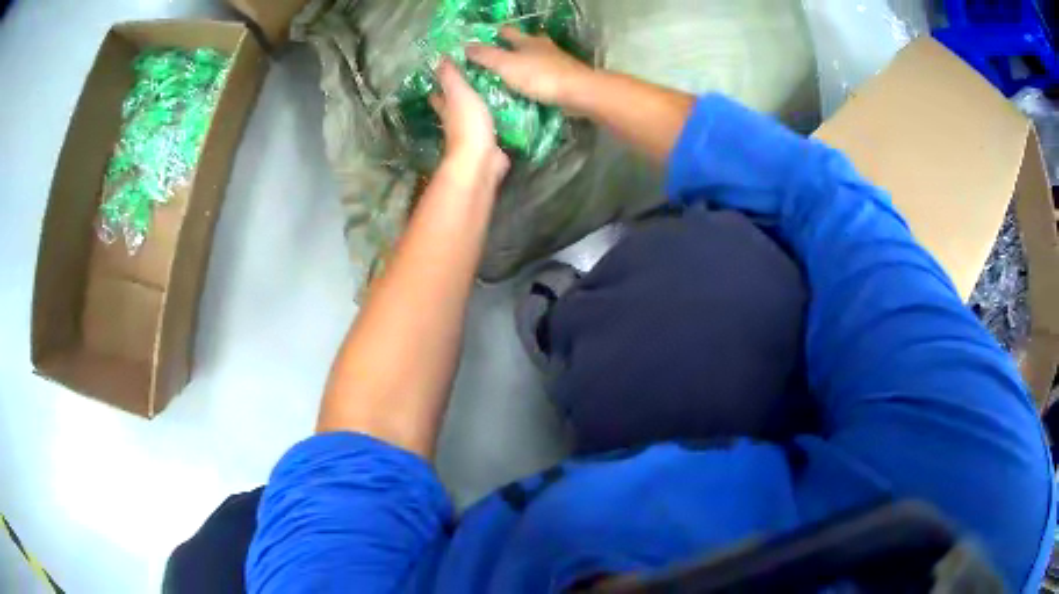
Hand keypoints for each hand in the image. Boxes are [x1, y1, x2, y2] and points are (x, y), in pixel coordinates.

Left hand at [430, 59, 509, 187]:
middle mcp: (455, 123)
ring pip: (473, 118)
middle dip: (460, 97)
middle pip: (455, 107)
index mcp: (446, 108)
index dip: (440, 84)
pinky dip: (496, 123)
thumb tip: (439, 57)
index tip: (449, 72)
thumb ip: (450, 75)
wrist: (481, 159)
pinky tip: (506, 116)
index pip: (438, 94)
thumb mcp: (458, 92)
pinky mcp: (488, 145)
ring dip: (480, 109)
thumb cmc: (468, 123)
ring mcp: (472, 135)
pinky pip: (492, 130)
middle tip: (475, 81)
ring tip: (496, 94)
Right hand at [467, 27, 594, 106]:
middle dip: (513, 47)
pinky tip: (532, 87)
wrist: (578, 92)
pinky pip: (547, 74)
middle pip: (525, 43)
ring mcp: (558, 62)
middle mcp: (544, 47)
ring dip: (527, 62)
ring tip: (513, 74)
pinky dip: (538, 77)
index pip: (507, 32)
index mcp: (528, 41)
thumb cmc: (540, 76)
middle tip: (498, 57)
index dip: (495, 34)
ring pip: (538, 58)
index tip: (484, 38)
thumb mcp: (506, 65)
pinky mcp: (566, 77)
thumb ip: (486, 56)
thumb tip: (466, 46)